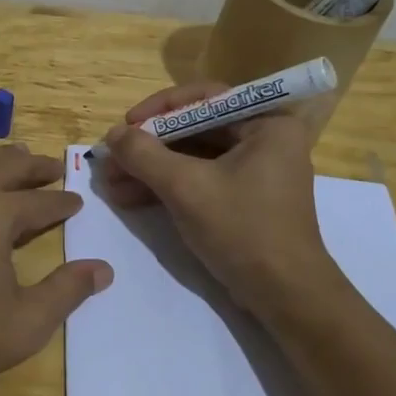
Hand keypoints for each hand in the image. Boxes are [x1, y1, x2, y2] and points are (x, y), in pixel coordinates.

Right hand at [98, 82, 332, 311]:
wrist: (284, 297)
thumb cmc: (243, 229)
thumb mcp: (186, 187)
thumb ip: (145, 155)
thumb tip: (113, 134)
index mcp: (266, 124)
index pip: (204, 98)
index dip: (159, 109)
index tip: (127, 125)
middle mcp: (264, 140)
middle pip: (195, 129)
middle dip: (149, 146)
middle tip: (112, 158)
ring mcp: (254, 171)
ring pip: (192, 157)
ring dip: (151, 169)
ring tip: (111, 183)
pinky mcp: (243, 199)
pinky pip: (200, 180)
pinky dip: (167, 187)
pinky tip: (129, 198)